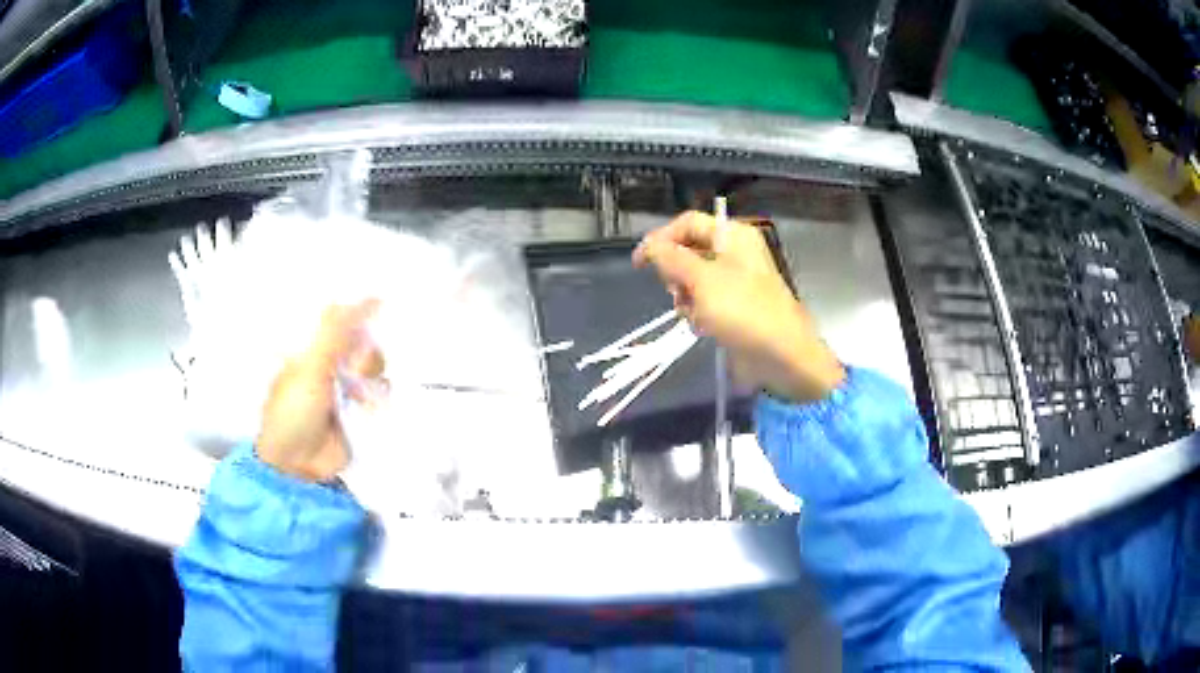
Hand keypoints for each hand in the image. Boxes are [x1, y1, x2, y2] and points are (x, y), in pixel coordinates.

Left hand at [256, 300, 384, 481]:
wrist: (297, 465)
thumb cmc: (293, 412)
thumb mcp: (310, 368)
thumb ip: (335, 334)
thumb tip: (365, 298)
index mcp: (312, 350)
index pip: (340, 320)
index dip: (359, 311)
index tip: (381, 303)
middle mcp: (331, 364)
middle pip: (362, 341)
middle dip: (364, 351)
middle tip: (353, 367)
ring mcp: (346, 389)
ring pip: (374, 366)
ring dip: (371, 374)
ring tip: (358, 393)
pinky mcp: (360, 412)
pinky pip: (380, 393)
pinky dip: (379, 396)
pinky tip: (367, 405)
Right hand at [634, 211, 844, 401]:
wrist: (781, 356)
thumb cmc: (743, 310)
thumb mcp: (701, 279)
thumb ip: (670, 258)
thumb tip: (648, 246)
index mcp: (734, 235)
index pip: (688, 223)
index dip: (661, 238)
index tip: (639, 263)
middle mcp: (735, 253)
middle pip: (689, 251)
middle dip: (676, 273)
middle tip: (677, 292)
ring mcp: (736, 281)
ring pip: (693, 280)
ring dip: (686, 298)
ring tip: (694, 315)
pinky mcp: (735, 307)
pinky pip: (704, 301)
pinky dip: (698, 312)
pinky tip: (704, 327)